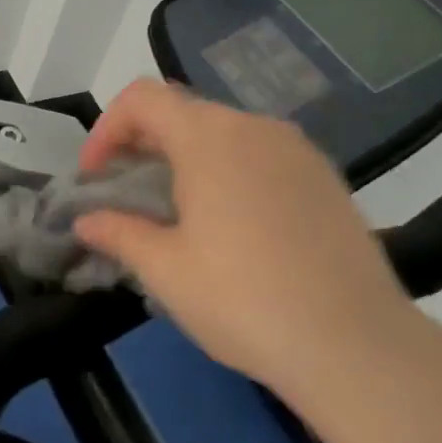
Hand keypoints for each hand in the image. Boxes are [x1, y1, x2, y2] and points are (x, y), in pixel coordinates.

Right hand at [73, 79, 420, 394]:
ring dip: (185, 158)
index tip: (96, 177)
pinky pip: (260, 156)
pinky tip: (230, 225)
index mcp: (209, 138)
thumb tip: (85, 221)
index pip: (142, 98)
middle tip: (126, 195)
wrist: (356, 344)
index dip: (106, 129)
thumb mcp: (166, 270)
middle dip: (142, 145)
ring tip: (175, 212)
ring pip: (224, 133)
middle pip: (183, 112)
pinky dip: (227, 171)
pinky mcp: (325, 178)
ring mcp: (297, 150)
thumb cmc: (243, 300)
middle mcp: (255, 127)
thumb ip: (118, 233)